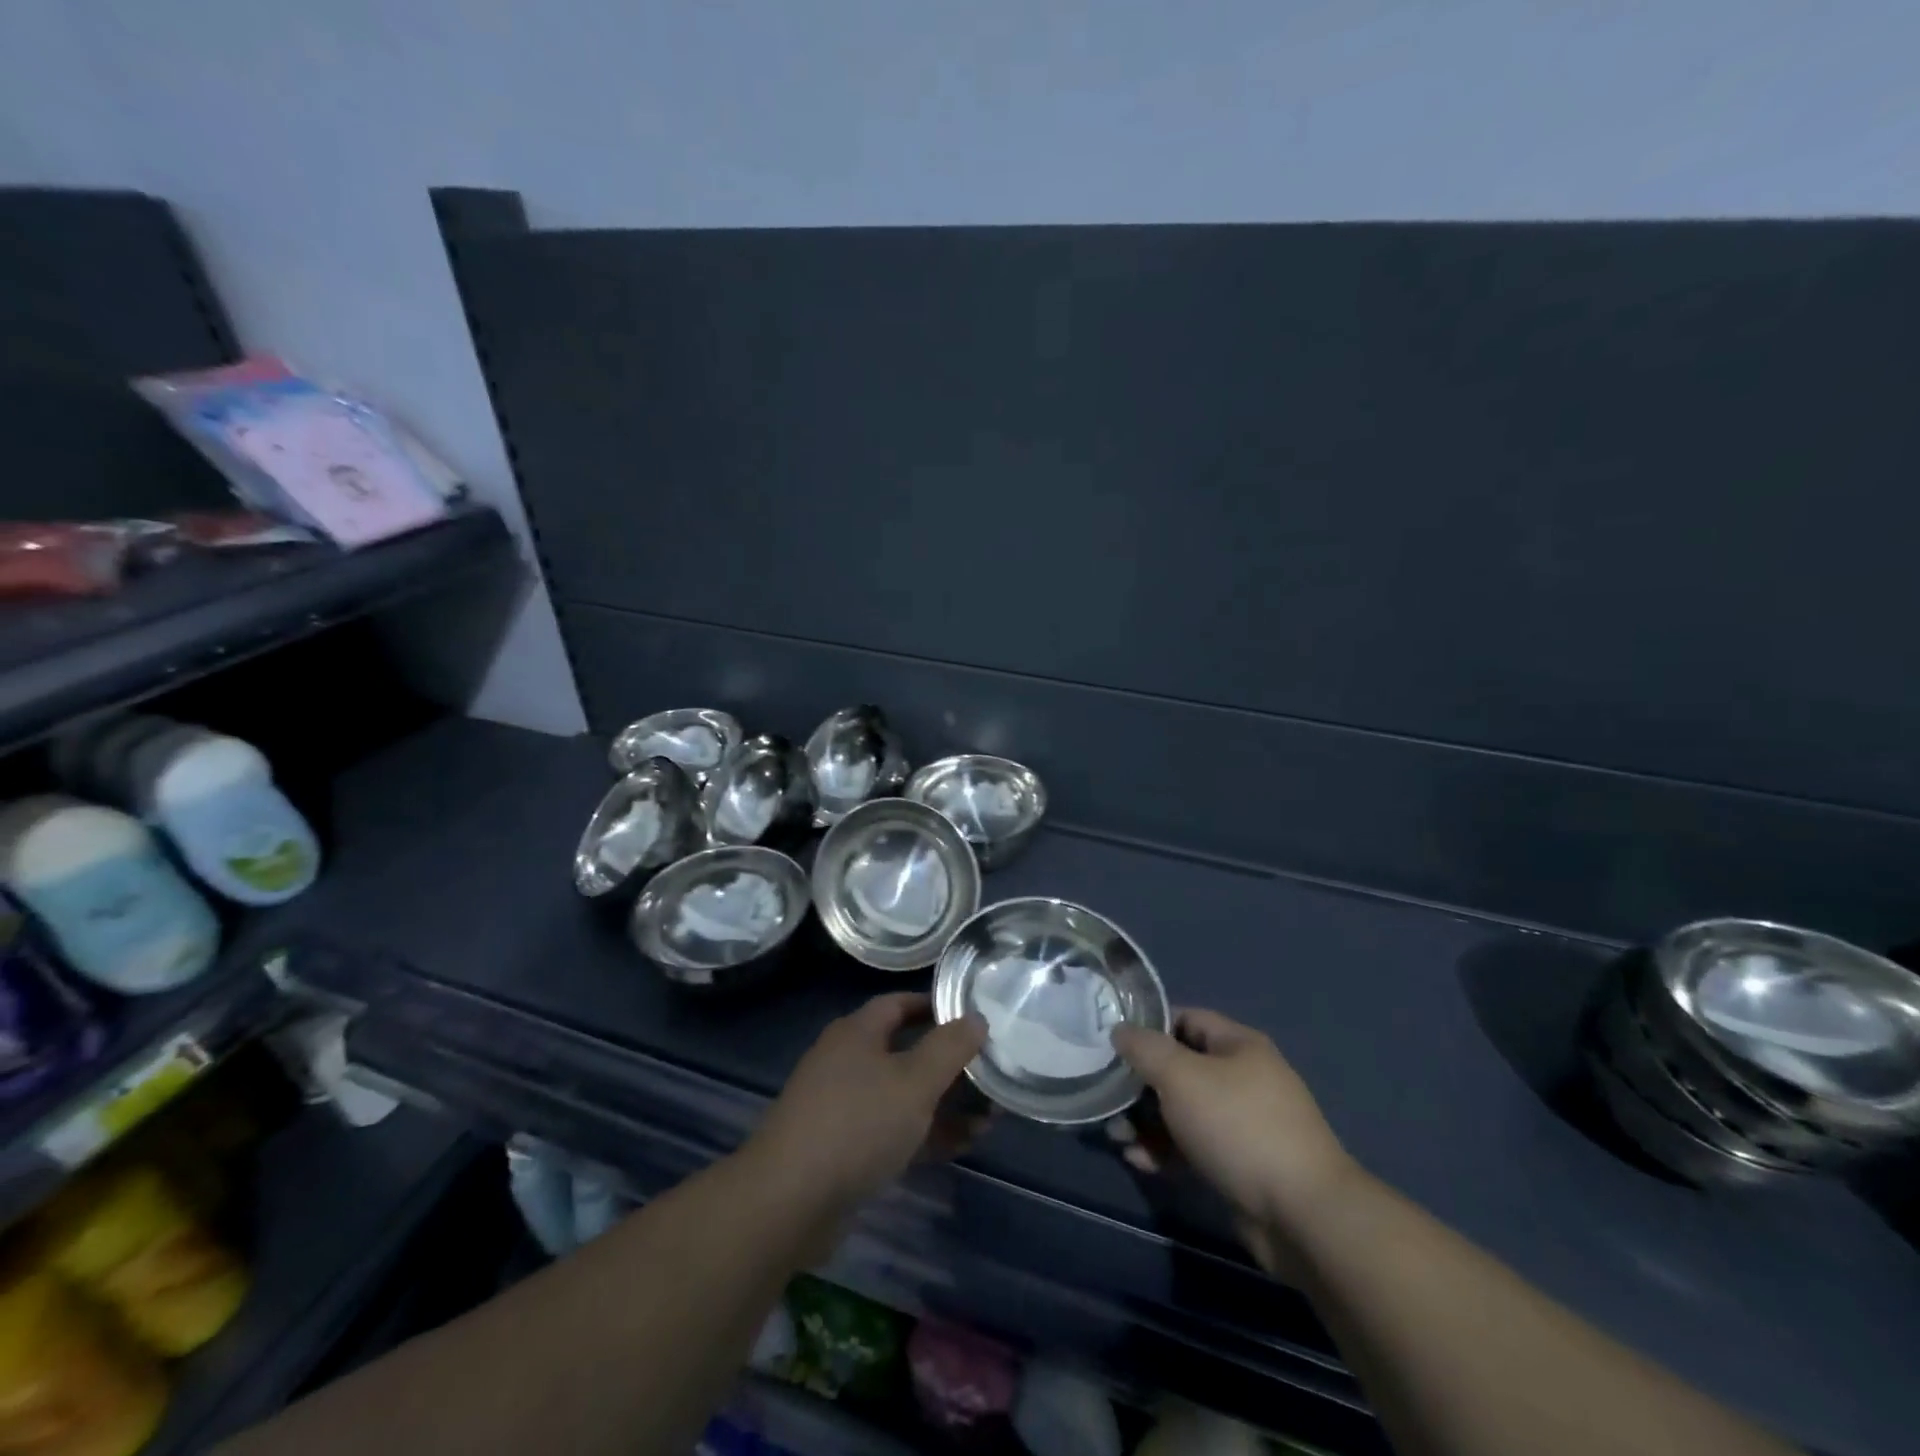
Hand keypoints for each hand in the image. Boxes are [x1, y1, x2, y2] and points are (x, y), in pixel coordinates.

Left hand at [749, 993, 986, 1210]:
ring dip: (943, 1105)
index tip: (972, 1018)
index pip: (900, 1003)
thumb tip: (976, 1018)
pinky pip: (891, 1130)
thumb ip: (950, 1048)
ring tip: (989, 1117)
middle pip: (905, 1051)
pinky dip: (923, 1134)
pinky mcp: (841, 1148)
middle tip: (989, 1074)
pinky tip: (959, 1146)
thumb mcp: (915, 1081)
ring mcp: (841, 1106)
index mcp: (857, 1032)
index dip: (936, 1007)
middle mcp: (846, 1061)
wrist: (788, 1201)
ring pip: (902, 1095)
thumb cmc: (857, 1124)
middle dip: (948, 1064)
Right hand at [1113, 1009, 1357, 1265]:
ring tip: (1118, 1136)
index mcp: (1238, 1045)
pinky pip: (1193, 1147)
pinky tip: (1141, 1162)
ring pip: (1183, 1111)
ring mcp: (1243, 1124)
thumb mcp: (1181, 1076)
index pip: (1186, 1019)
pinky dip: (1166, 1151)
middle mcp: (1243, 1078)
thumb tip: (1120, 1030)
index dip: (1149, 1026)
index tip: (1114, 1042)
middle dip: (1141, 1082)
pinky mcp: (1240, 1165)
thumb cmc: (1238, 1127)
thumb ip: (1145, 1049)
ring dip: (1147, 1121)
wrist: (1302, 1215)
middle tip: (1109, 1096)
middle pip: (1180, 1068)